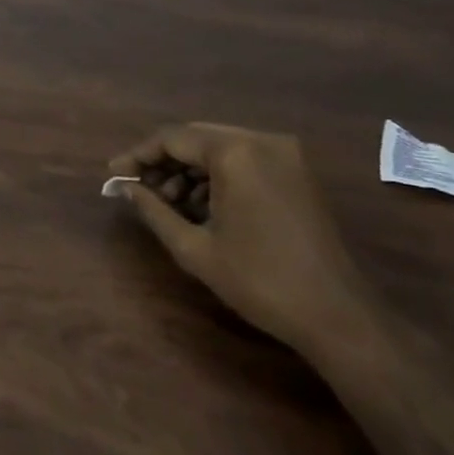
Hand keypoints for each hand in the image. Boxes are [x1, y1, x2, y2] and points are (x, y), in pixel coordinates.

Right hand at [108, 124, 376, 357]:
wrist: (339, 317)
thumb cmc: (260, 280)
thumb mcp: (194, 248)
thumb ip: (154, 210)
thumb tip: (127, 188)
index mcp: (235, 153)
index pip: (171, 138)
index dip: (138, 156)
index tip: (114, 175)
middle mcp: (262, 142)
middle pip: (195, 138)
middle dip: (162, 161)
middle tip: (137, 188)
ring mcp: (285, 156)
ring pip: (218, 148)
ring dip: (188, 170)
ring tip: (166, 202)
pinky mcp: (297, 175)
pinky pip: (243, 161)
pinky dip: (216, 176)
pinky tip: (199, 205)